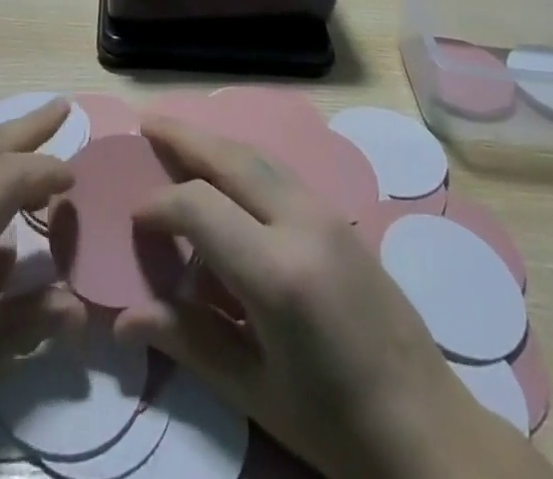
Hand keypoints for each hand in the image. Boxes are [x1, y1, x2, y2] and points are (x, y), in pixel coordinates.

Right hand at [115, 120, 552, 478]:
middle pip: (231, 157)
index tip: (134, 220)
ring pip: (259, 156)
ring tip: (179, 136)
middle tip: (146, 123)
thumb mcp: (255, 391)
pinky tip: (227, 175)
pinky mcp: (340, 217)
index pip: (199, 206)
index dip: (160, 206)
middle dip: (184, 136)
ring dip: (216, 142)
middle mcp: (301, 222)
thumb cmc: (335, 426)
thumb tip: (123, 319)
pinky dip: (244, 163)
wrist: (429, 431)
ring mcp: (326, 213)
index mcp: (277, 271)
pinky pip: (280, 173)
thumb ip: (187, 341)